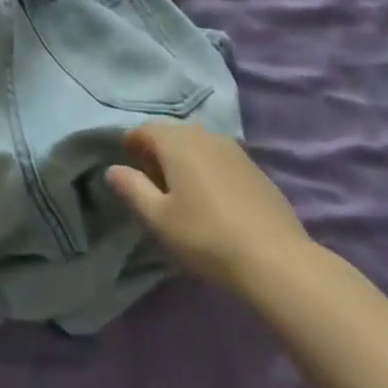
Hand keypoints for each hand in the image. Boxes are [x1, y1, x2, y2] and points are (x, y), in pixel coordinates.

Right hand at [106, 122, 310, 295]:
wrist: (274, 257)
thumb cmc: (205, 236)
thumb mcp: (158, 218)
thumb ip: (132, 189)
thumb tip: (113, 169)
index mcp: (178, 142)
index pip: (145, 129)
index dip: (132, 143)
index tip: (127, 165)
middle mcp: (205, 136)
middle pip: (173, 133)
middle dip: (157, 150)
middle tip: (152, 183)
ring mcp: (234, 149)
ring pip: (198, 143)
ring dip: (184, 158)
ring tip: (181, 192)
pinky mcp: (254, 168)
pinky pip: (219, 157)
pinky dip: (207, 168)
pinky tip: (211, 198)